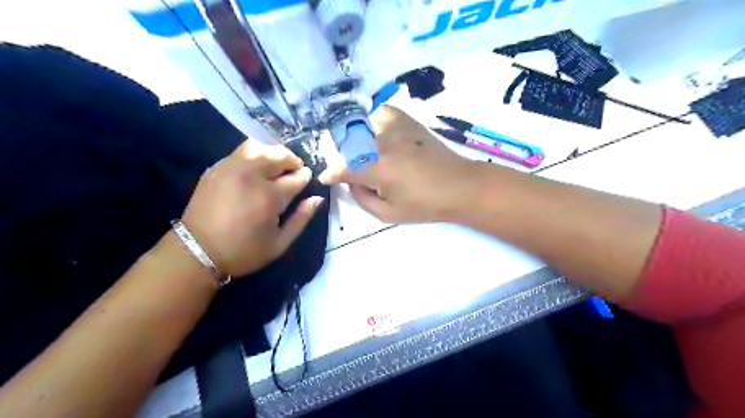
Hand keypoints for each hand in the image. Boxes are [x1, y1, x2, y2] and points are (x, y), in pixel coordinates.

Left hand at [184, 139, 323, 276]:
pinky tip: (256, 169)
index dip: (305, 176)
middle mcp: (251, 175)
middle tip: (295, 171)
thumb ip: (302, 218)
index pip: (296, 177)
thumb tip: (317, 198)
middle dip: (292, 161)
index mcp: (269, 196)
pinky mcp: (216, 168)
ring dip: (273, 154)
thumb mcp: (280, 243)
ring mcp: (231, 168)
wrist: (197, 251)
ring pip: (259, 147)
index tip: (308, 179)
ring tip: (276, 166)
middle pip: (279, 155)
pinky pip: (241, 152)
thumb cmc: (244, 251)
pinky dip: (255, 155)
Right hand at [320, 106, 482, 223]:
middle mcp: (381, 143)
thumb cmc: (425, 205)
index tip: (326, 178)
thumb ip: (362, 199)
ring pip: (362, 125)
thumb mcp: (389, 214)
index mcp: (377, 169)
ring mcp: (395, 128)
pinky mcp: (408, 121)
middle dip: (342, 157)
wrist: (459, 185)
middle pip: (347, 143)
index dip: (331, 174)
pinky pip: (382, 113)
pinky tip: (380, 135)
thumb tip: (350, 183)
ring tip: (363, 151)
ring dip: (356, 139)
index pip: (342, 168)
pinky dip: (375, 122)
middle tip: (349, 169)